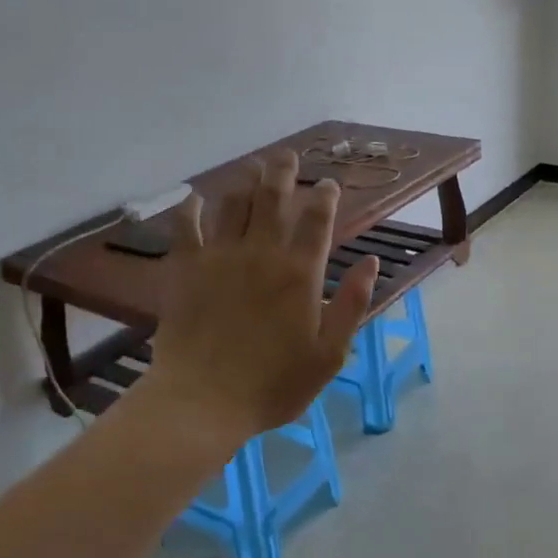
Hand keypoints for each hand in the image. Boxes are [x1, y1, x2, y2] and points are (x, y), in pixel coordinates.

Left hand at [147, 150, 378, 445]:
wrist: (203, 401)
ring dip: (245, 181)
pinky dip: (192, 207)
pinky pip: (187, 226)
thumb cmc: (273, 384)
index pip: (317, 221)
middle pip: (273, 198)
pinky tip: (196, 197)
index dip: (325, 197)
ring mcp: (220, 257)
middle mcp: (261, 253)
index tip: (328, 184)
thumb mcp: (330, 354)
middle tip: (288, 156)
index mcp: (300, 273)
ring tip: (253, 167)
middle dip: (283, 172)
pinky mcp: (187, 269)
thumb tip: (371, 261)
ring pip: (234, 204)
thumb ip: (352, 304)